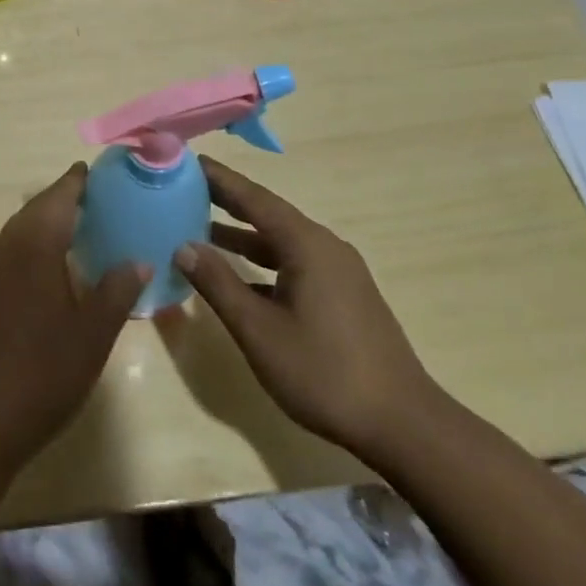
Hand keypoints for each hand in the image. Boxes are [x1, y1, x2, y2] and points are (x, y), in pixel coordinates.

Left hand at [0, 164, 145, 483]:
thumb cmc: (40, 375)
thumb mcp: (92, 335)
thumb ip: (116, 291)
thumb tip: (138, 260)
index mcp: (32, 246)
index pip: (57, 197)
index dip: (77, 182)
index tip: (96, 172)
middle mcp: (2, 248)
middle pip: (34, 211)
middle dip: (62, 202)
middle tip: (96, 203)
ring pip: (17, 234)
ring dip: (44, 227)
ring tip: (76, 235)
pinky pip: (5, 258)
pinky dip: (28, 252)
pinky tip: (45, 275)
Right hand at [174, 156, 437, 460]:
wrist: (402, 424)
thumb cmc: (324, 372)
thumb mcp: (259, 330)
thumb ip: (219, 284)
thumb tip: (183, 246)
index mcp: (306, 245)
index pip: (254, 198)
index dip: (219, 179)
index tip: (187, 161)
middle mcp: (324, 247)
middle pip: (267, 213)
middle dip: (226, 200)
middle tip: (184, 188)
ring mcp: (337, 272)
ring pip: (280, 240)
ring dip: (241, 234)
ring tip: (198, 226)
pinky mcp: (342, 295)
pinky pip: (292, 262)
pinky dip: (261, 261)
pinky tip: (237, 276)